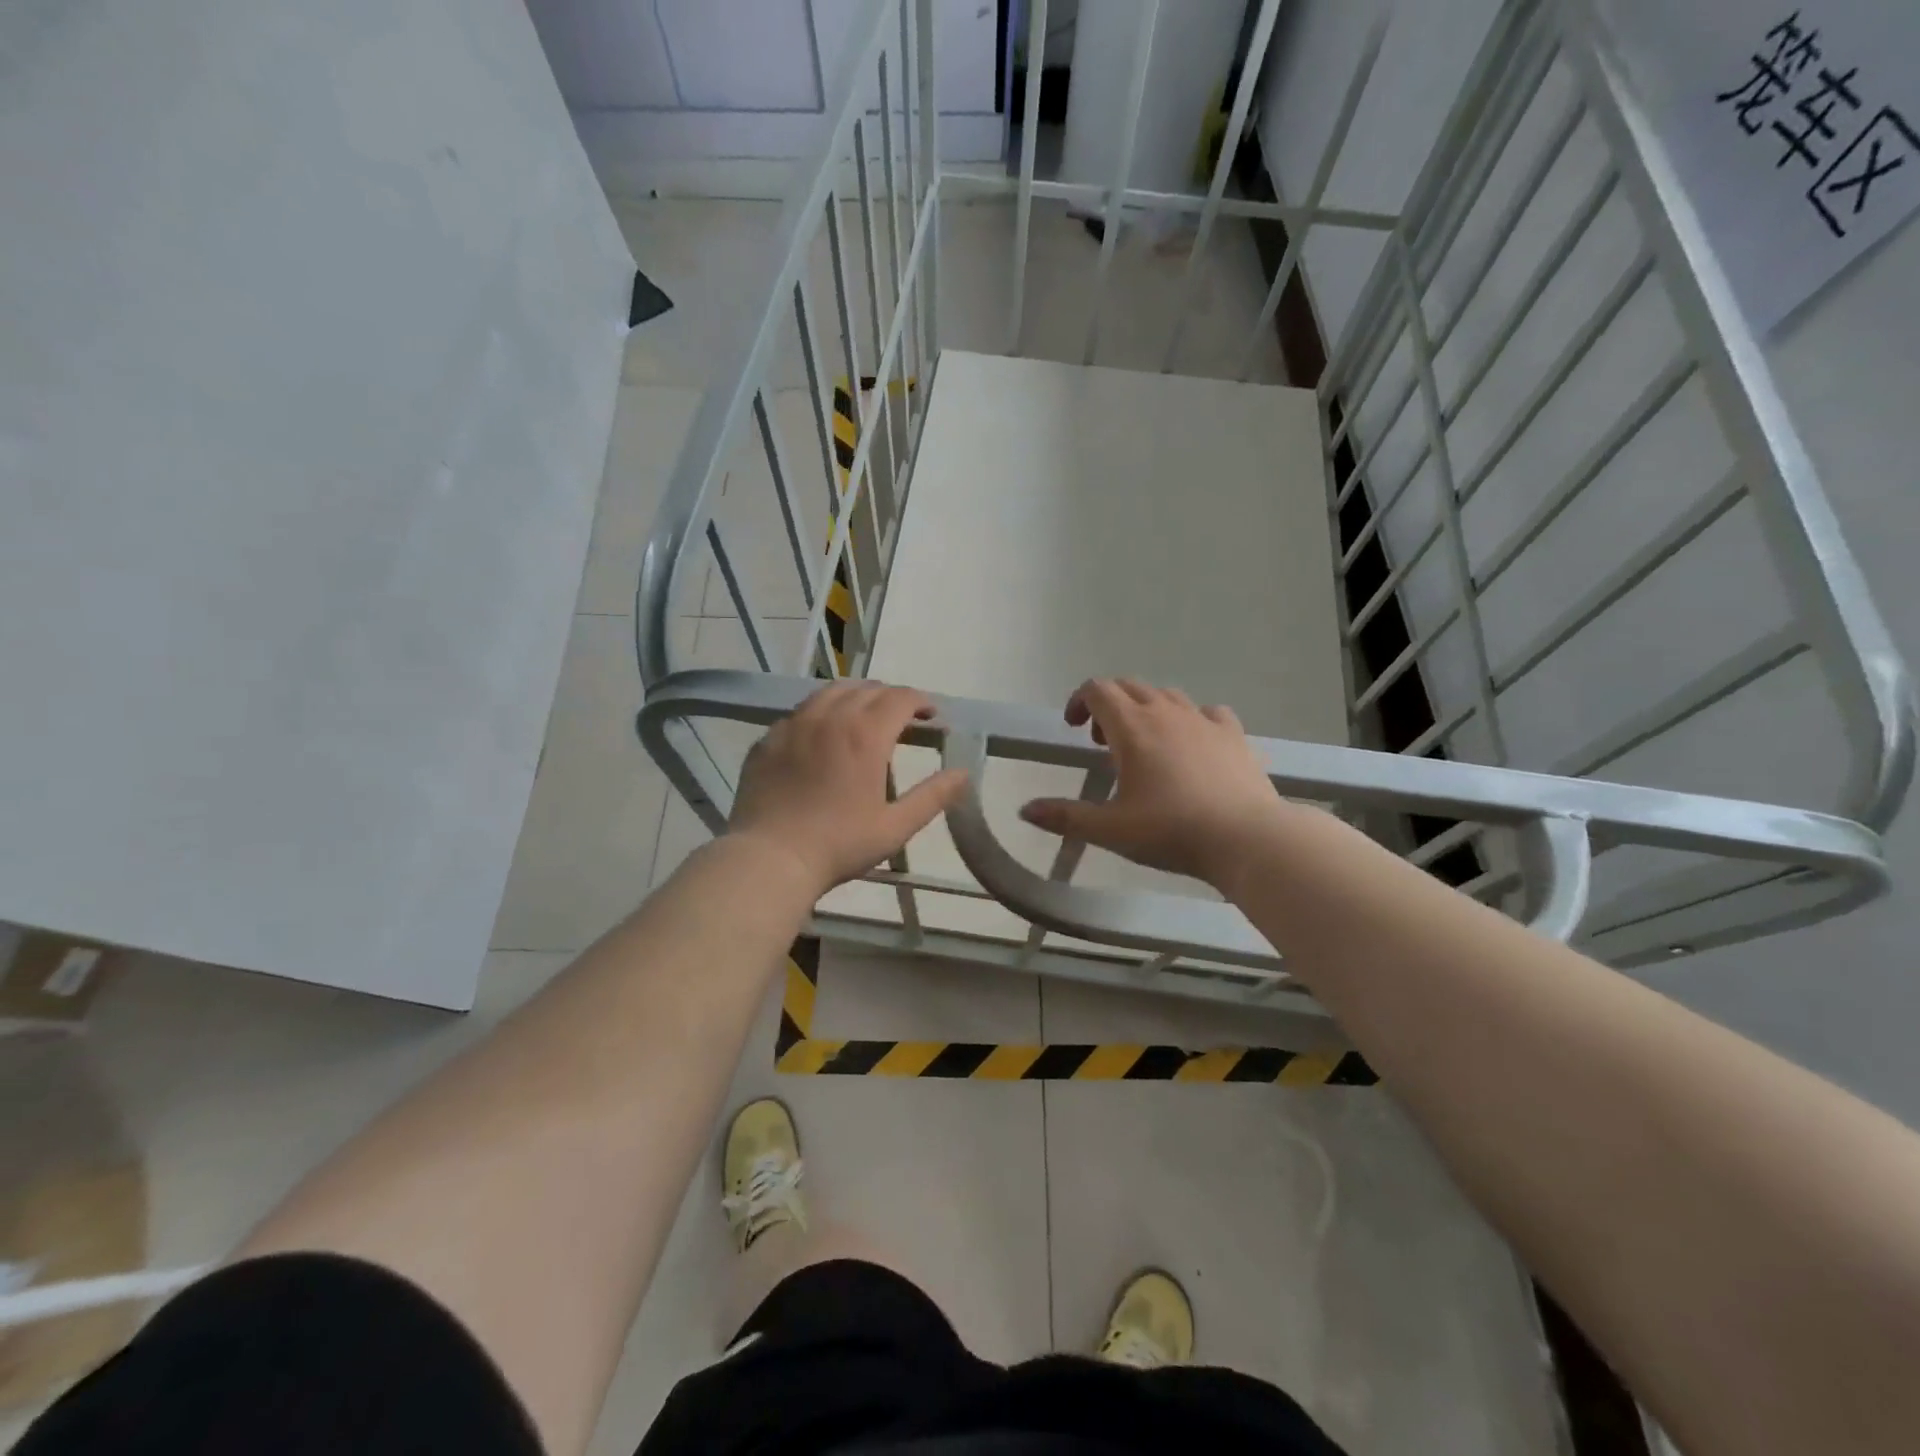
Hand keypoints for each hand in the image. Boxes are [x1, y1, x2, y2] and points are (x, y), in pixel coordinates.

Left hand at [728, 681, 967, 896]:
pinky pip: (800, 711)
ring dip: (855, 696)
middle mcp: (830, 717)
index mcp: (865, 734)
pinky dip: (821, 712)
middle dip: (890, 696)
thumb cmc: (838, 844)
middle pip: (867, 688)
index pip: (900, 698)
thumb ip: (932, 796)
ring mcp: (794, 724)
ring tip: (864, 715)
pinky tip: (822, 734)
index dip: (920, 701)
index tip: (931, 715)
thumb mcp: (895, 827)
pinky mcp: (768, 738)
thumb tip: (963, 773)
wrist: (769, 858)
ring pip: (830, 692)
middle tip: (902, 717)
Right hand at [1018, 678, 1284, 887]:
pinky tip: (1191, 745)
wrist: (1246, 838)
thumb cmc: (1170, 831)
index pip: (1098, 690)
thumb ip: (1064, 816)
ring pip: (1167, 696)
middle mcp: (1166, 712)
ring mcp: (1204, 720)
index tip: (1073, 728)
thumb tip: (1024, 810)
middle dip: (1109, 705)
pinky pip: (1207, 713)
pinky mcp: (1234, 735)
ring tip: (1143, 744)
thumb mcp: (1109, 829)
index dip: (1079, 701)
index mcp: (1132, 727)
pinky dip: (1190, 720)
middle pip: (1130, 687)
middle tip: (1102, 741)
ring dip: (1146, 709)